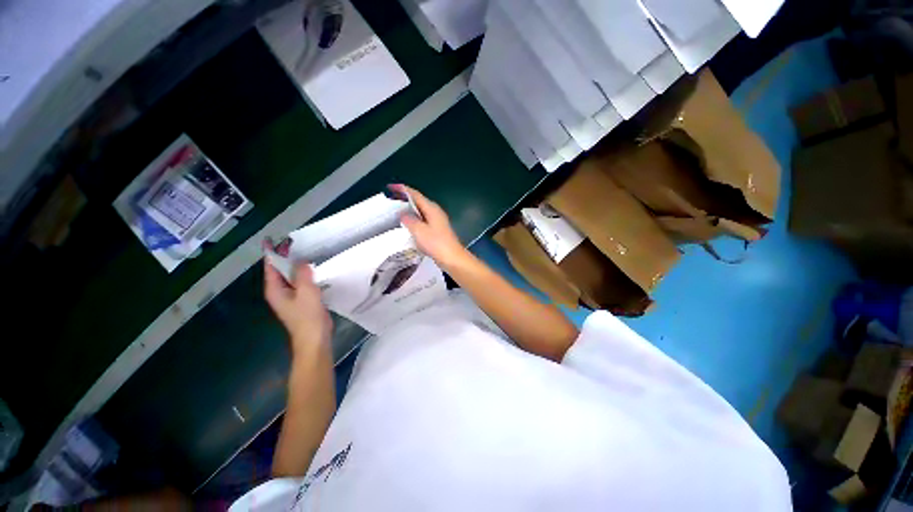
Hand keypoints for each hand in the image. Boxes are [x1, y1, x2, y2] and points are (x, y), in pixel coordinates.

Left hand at [263, 239, 332, 355]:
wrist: (314, 338)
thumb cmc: (307, 316)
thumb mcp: (306, 292)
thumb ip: (303, 275)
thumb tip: (301, 261)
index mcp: (275, 290)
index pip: (270, 267)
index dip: (271, 253)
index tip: (272, 239)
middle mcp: (279, 292)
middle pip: (279, 270)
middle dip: (284, 256)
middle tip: (294, 242)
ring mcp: (290, 296)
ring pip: (290, 276)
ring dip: (296, 265)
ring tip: (304, 251)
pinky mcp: (301, 299)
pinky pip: (300, 282)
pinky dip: (304, 274)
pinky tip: (314, 269)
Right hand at [390, 184, 469, 270]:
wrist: (452, 258)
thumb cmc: (436, 243)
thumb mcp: (419, 231)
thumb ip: (409, 220)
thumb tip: (403, 213)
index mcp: (431, 208)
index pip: (415, 194)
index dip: (402, 190)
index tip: (390, 187)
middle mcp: (435, 212)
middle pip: (418, 201)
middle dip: (405, 199)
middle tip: (391, 200)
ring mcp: (437, 221)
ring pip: (420, 211)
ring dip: (409, 210)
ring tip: (396, 211)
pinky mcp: (437, 230)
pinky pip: (422, 221)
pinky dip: (414, 220)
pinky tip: (407, 226)